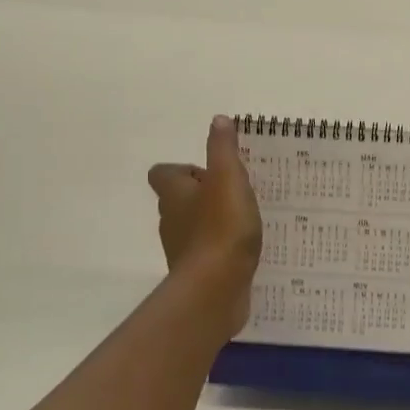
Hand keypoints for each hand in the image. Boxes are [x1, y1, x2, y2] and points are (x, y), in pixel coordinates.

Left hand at [148, 115, 262, 335]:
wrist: (216, 288)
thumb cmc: (221, 228)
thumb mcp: (228, 179)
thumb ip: (224, 150)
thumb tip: (218, 120)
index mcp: (174, 193)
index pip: (164, 173)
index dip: (183, 170)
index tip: (210, 172)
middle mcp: (171, 219)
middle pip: (179, 200)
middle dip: (203, 195)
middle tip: (235, 194)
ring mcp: (182, 249)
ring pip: (193, 227)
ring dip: (213, 222)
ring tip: (245, 221)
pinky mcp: (197, 273)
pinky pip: (208, 254)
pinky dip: (221, 249)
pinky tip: (245, 250)